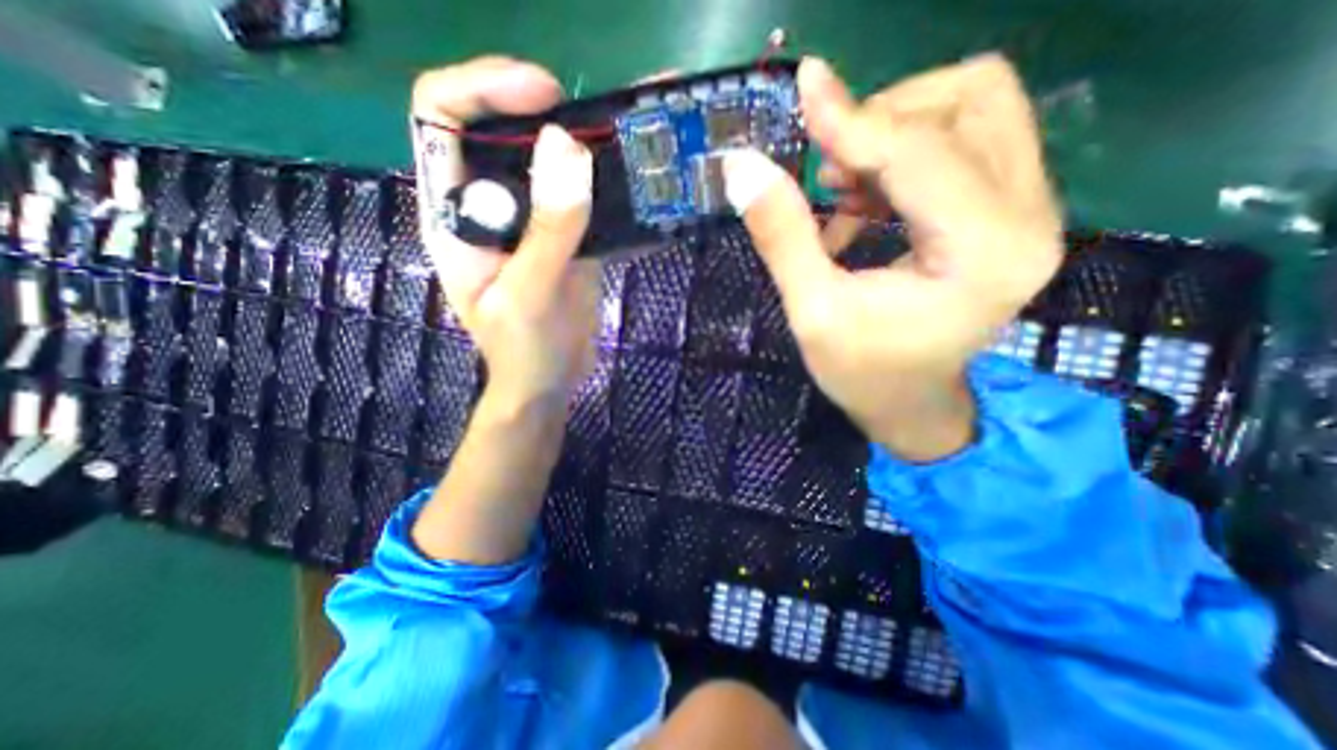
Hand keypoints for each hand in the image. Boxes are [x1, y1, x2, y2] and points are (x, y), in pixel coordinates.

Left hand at [407, 56, 594, 410]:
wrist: (548, 381)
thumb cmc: (524, 350)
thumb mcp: (531, 292)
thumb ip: (548, 229)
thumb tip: (566, 149)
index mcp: (455, 213)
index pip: (445, 117)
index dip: (487, 89)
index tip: (546, 95)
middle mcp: (486, 206)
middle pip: (499, 127)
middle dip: (541, 111)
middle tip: (591, 120)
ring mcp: (528, 221)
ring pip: (545, 160)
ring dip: (578, 146)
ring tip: (617, 144)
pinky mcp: (561, 237)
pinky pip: (578, 197)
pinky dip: (601, 185)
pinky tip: (626, 183)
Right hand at [728, 55, 1060, 458]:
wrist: (911, 403)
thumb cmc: (862, 373)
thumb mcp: (812, 312)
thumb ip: (782, 237)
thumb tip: (742, 166)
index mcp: (983, 255)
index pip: (920, 151)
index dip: (852, 119)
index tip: (805, 85)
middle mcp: (1029, 219)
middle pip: (972, 101)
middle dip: (885, 119)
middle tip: (829, 170)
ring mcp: (1030, 211)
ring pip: (975, 110)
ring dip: (895, 134)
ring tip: (842, 192)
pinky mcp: (1011, 212)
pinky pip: (965, 141)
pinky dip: (904, 157)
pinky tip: (863, 205)